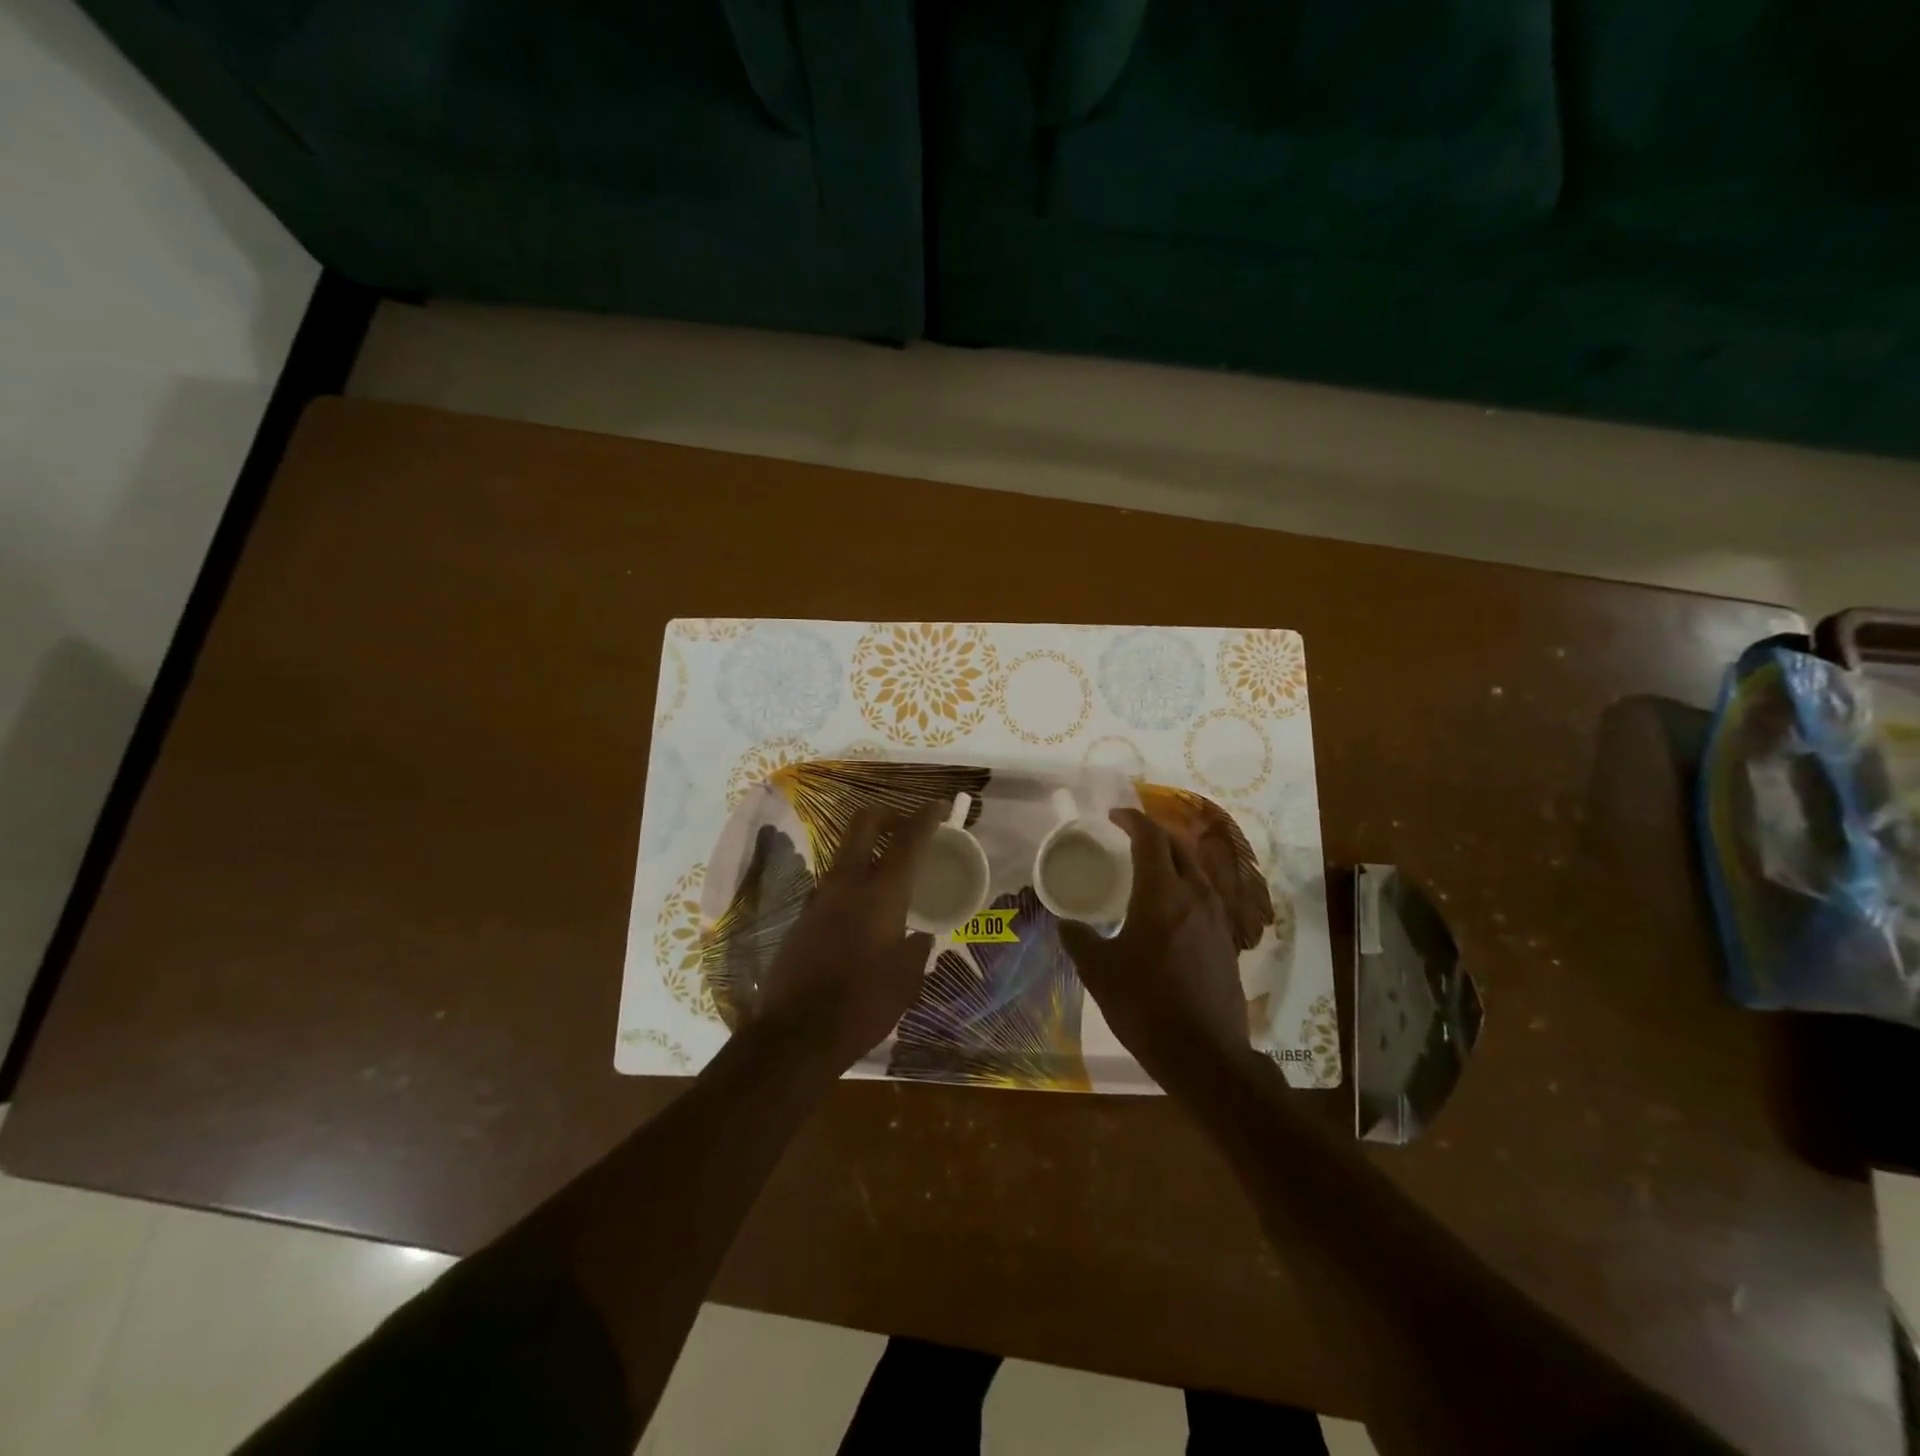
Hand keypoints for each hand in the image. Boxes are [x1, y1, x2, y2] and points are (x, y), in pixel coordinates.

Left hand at [747, 804, 939, 1073]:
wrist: (795, 1035)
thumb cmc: (863, 1005)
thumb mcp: (907, 978)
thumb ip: (916, 947)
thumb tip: (918, 936)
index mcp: (881, 892)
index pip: (908, 838)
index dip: (926, 816)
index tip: (939, 807)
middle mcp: (846, 882)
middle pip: (864, 823)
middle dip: (888, 815)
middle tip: (907, 829)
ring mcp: (819, 897)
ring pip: (845, 853)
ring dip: (868, 851)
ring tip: (890, 877)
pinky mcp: (803, 917)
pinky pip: (833, 885)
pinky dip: (853, 883)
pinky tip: (865, 915)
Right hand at [1058, 809, 1254, 1095]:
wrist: (1205, 1055)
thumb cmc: (1146, 1007)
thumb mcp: (1099, 972)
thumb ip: (1079, 939)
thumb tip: (1064, 921)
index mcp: (1161, 894)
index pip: (1150, 839)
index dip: (1131, 821)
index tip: (1113, 817)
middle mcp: (1195, 895)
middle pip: (1178, 846)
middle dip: (1153, 833)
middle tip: (1128, 837)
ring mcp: (1217, 916)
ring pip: (1197, 868)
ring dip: (1173, 855)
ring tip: (1150, 864)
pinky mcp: (1227, 938)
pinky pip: (1206, 892)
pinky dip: (1186, 881)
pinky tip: (1171, 903)